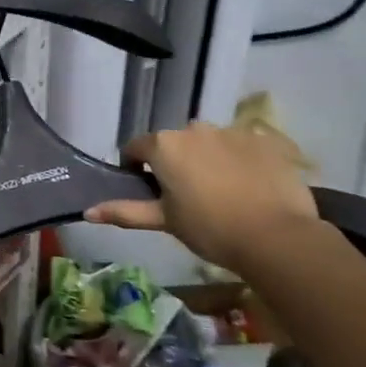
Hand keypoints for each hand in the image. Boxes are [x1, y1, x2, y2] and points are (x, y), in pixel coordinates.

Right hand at [85, 119, 317, 272]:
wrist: (278, 237)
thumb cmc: (211, 229)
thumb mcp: (164, 221)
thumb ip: (125, 211)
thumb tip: (88, 211)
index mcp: (164, 145)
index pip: (136, 149)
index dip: (137, 170)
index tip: (150, 194)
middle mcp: (194, 128)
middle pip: (174, 144)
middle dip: (176, 164)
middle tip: (188, 198)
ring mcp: (231, 130)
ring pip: (209, 143)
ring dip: (208, 160)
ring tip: (224, 193)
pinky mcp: (264, 139)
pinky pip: (243, 146)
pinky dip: (241, 161)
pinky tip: (252, 187)